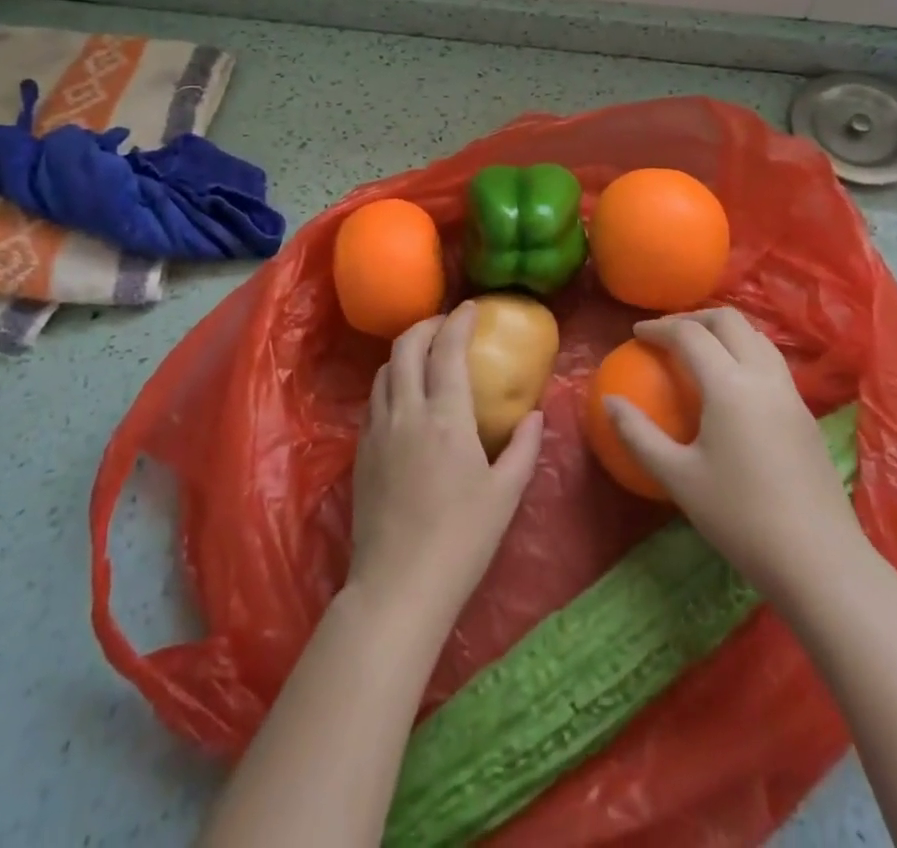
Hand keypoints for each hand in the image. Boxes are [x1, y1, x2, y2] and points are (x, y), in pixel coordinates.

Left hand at [347, 303, 543, 641]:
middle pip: (406, 347)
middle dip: (425, 325)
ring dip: (405, 351)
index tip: (470, 309)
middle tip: (445, 325)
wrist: (398, 587)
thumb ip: (523, 448)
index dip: (458, 321)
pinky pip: (373, 399)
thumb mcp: (505, 494)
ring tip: (424, 354)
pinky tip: (403, 396)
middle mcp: (406, 411)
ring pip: (384, 370)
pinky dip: (390, 381)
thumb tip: (536, 415)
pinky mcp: (361, 451)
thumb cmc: (462, 540)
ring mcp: (377, 430)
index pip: (447, 349)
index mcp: (445, 416)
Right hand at [605, 307, 863, 597]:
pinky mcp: (806, 416)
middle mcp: (764, 376)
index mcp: (729, 385)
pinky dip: (745, 353)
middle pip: (730, 321)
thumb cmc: (740, 518)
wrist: (820, 562)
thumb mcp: (678, 478)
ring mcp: (791, 394)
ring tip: (699, 350)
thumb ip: (638, 435)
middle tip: (667, 334)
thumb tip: (609, 402)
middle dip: (694, 317)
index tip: (636, 335)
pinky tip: (732, 386)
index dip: (659, 328)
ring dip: (724, 332)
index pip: (690, 334)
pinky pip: (772, 363)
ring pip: (757, 337)